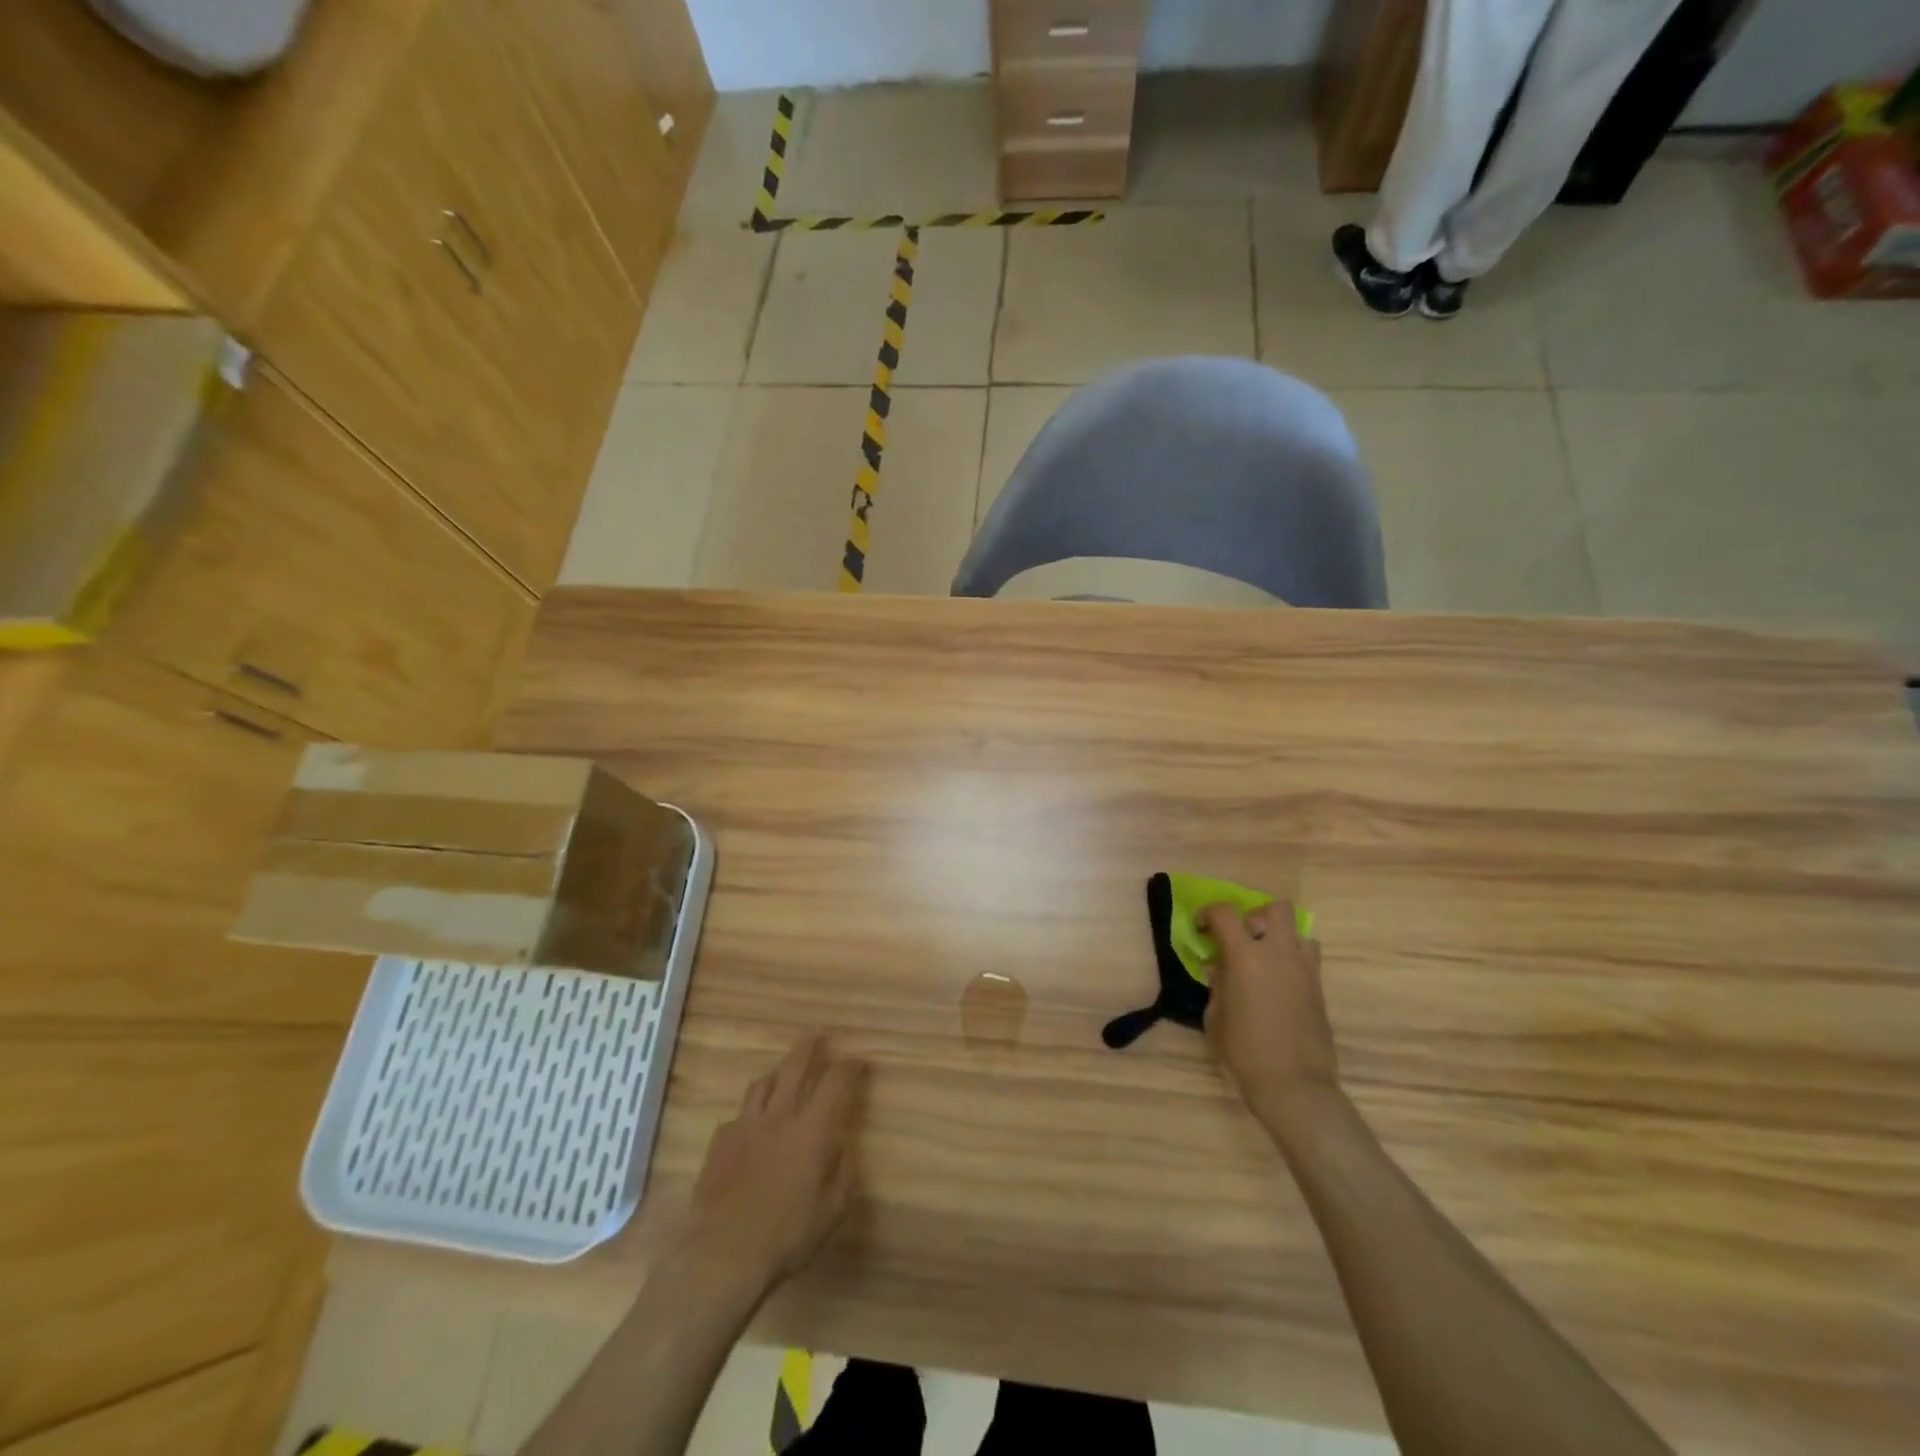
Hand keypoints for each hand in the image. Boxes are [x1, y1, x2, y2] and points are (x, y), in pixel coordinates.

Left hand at [684, 1033, 866, 1295]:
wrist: (719, 1257)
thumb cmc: (785, 1238)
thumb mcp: (830, 1212)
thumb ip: (842, 1172)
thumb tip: (843, 1145)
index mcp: (811, 1131)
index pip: (835, 1083)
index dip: (849, 1067)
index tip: (858, 1060)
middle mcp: (778, 1117)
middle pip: (794, 1067)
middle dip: (808, 1047)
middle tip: (817, 1035)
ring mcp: (744, 1127)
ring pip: (761, 1084)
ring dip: (776, 1073)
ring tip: (782, 1072)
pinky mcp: (719, 1143)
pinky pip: (738, 1116)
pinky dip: (750, 1113)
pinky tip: (750, 1127)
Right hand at [1199, 901, 1340, 1127]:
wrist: (1294, 1086)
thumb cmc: (1244, 1052)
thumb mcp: (1215, 1017)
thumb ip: (1217, 984)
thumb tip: (1221, 969)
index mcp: (1244, 956)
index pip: (1224, 912)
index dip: (1208, 913)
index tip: (1201, 927)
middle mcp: (1278, 953)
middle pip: (1276, 908)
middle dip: (1256, 915)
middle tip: (1243, 938)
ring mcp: (1304, 969)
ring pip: (1299, 931)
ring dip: (1281, 938)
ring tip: (1267, 960)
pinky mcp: (1319, 989)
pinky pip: (1308, 959)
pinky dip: (1293, 961)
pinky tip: (1280, 985)